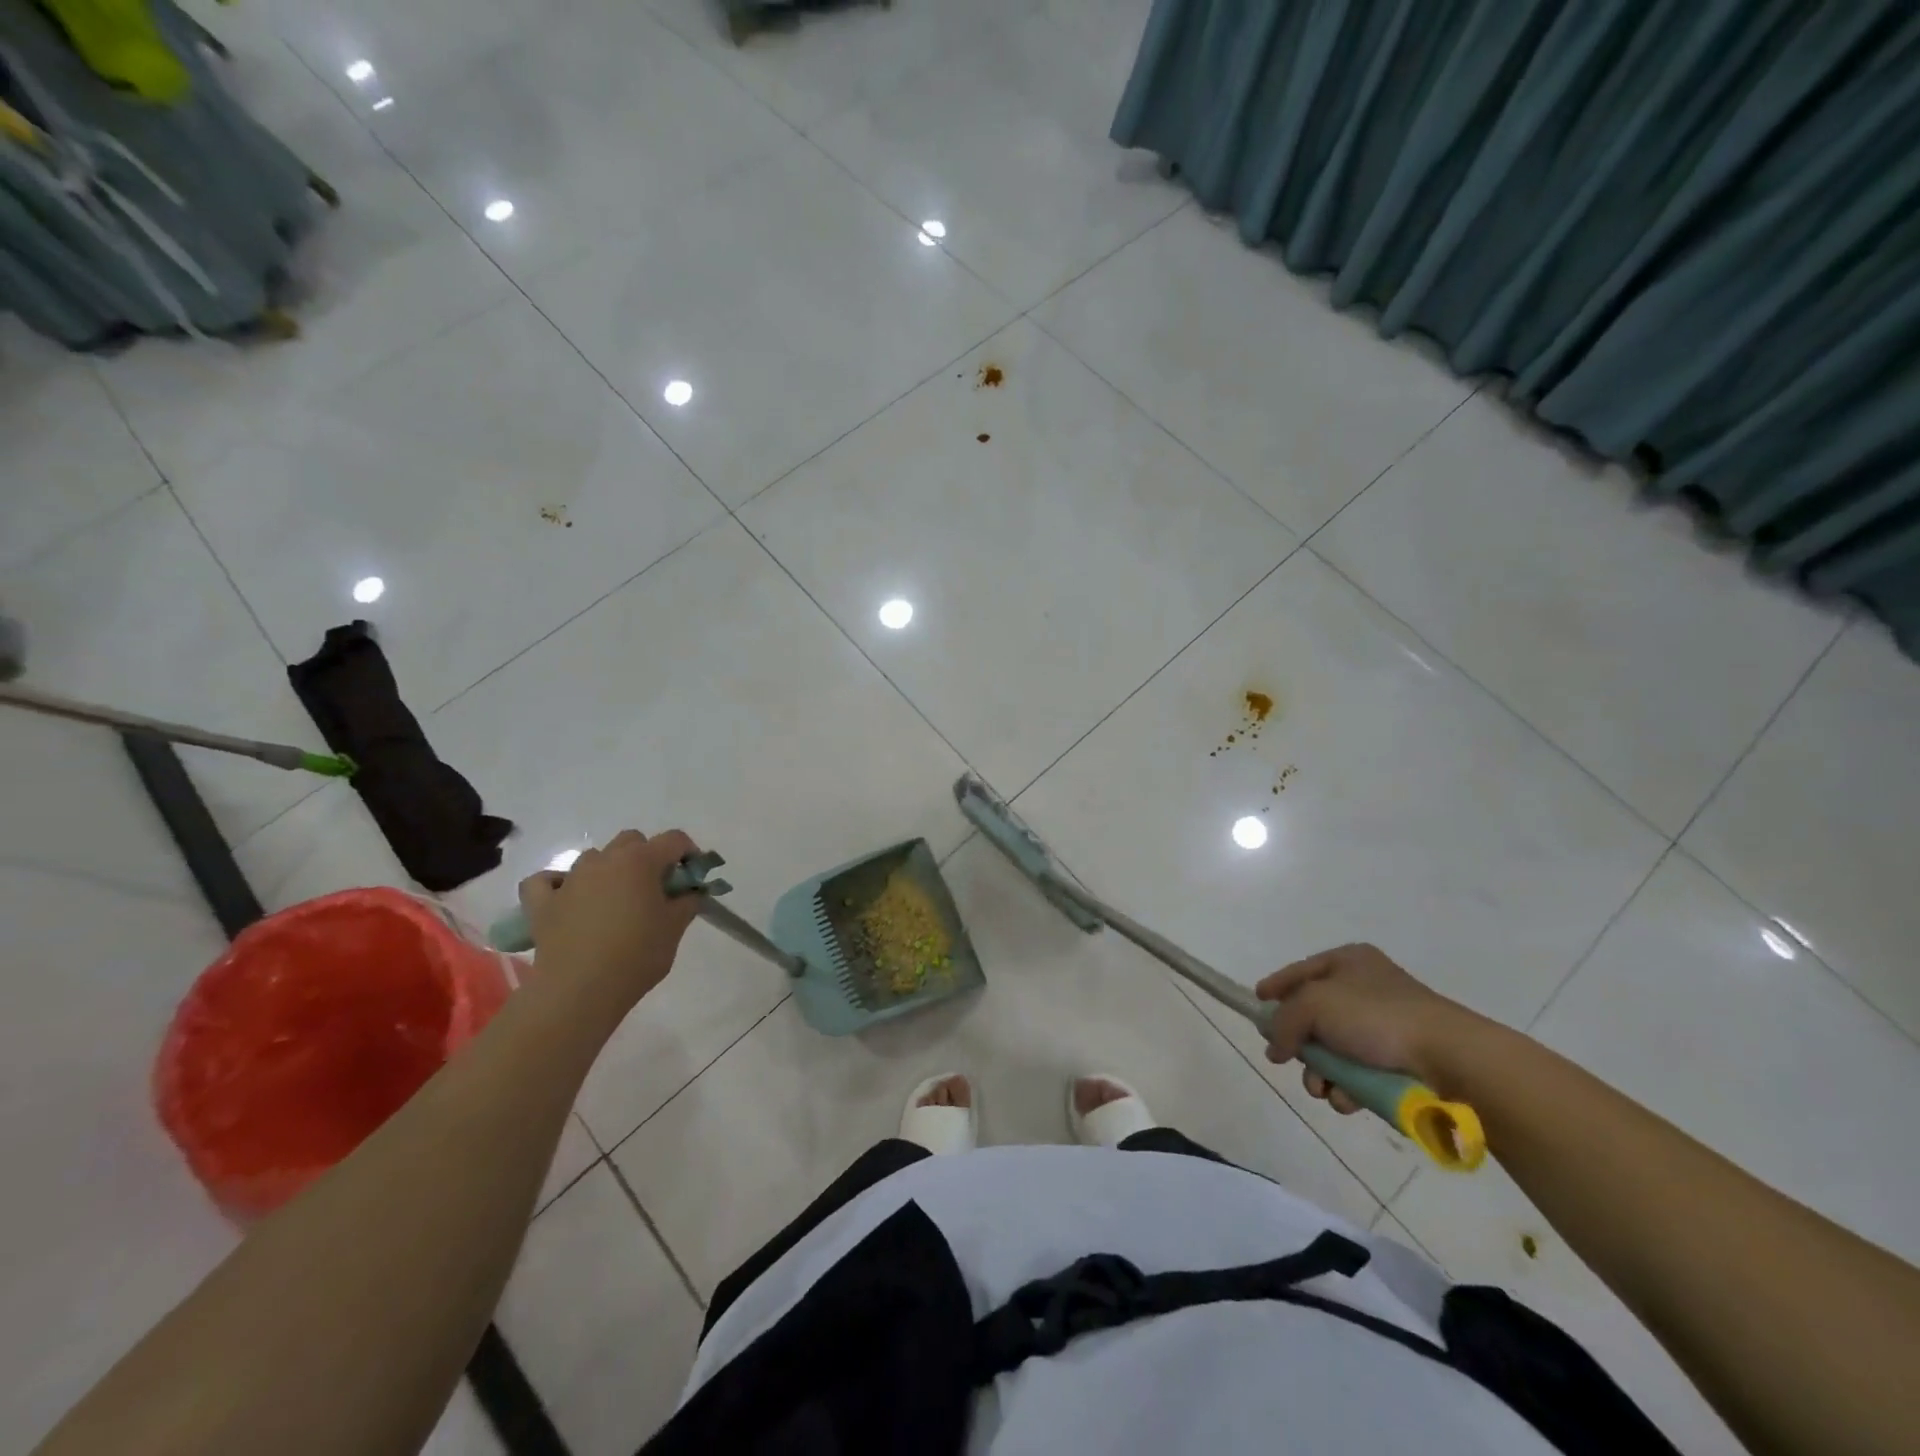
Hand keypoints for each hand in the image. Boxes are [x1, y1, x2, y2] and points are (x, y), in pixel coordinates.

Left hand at [516, 830, 701, 1017]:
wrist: (580, 991)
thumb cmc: (636, 956)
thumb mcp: (675, 928)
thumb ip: (687, 902)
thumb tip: (689, 892)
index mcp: (641, 861)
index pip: (673, 839)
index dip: (688, 852)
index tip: (692, 876)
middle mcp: (605, 860)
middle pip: (632, 840)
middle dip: (647, 856)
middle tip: (655, 888)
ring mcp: (571, 879)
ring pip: (594, 858)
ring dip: (608, 871)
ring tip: (615, 901)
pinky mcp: (542, 903)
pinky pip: (546, 881)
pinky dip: (558, 884)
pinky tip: (568, 899)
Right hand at [1256, 944, 1485, 1110]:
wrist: (1451, 1058)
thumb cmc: (1376, 1017)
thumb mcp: (1314, 1005)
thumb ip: (1284, 1022)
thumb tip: (1274, 1047)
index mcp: (1349, 961)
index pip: (1300, 971)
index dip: (1276, 986)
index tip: (1257, 1003)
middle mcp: (1366, 988)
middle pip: (1315, 1016)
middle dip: (1299, 1044)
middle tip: (1289, 1060)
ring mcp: (1386, 1025)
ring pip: (1335, 1050)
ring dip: (1321, 1073)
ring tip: (1323, 1090)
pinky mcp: (1401, 1061)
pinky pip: (1360, 1073)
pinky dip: (1348, 1089)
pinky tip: (1348, 1100)